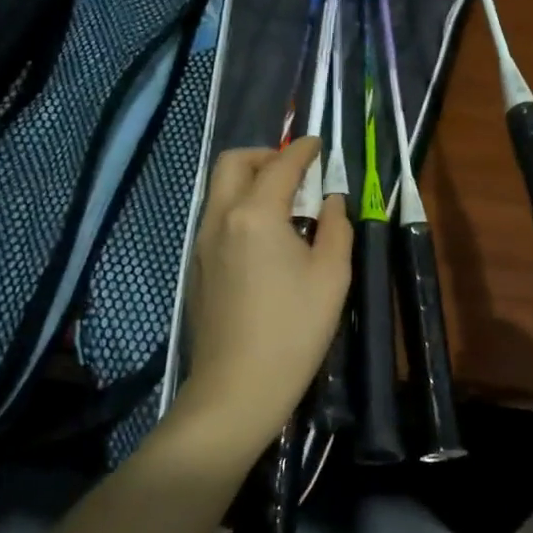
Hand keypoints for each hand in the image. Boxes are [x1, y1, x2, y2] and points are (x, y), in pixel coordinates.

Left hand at [167, 138, 351, 469]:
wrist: (237, 388)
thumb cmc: (294, 330)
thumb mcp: (332, 276)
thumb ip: (336, 227)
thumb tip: (331, 200)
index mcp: (256, 214)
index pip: (280, 165)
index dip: (302, 150)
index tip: (318, 144)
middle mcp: (220, 218)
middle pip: (233, 163)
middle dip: (265, 155)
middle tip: (295, 170)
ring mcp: (201, 243)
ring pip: (219, 189)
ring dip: (249, 180)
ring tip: (284, 203)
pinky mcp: (196, 267)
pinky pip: (215, 217)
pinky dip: (239, 207)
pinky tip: (264, 238)